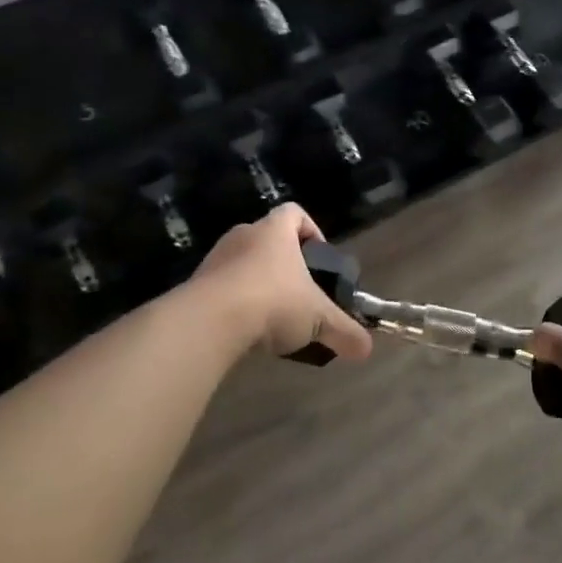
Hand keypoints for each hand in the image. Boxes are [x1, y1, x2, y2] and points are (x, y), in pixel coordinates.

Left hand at [190, 205, 372, 362]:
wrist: (209, 321)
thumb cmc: (273, 302)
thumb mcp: (318, 318)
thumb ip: (344, 331)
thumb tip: (367, 349)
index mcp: (275, 231)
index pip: (294, 213)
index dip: (310, 230)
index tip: (319, 258)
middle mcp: (244, 235)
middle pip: (267, 238)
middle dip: (284, 262)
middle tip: (299, 291)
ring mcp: (215, 258)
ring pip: (242, 262)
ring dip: (256, 283)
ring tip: (272, 316)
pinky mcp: (195, 284)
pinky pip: (220, 286)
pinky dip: (234, 302)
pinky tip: (245, 330)